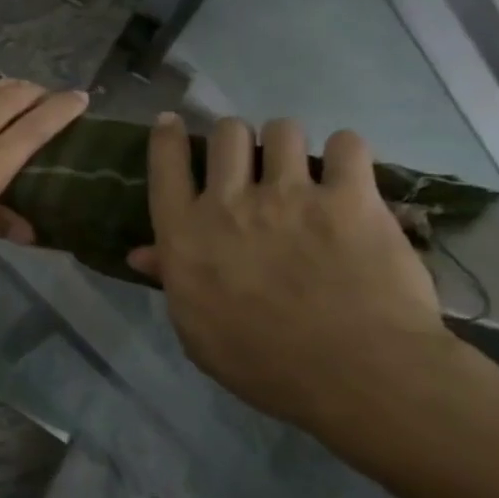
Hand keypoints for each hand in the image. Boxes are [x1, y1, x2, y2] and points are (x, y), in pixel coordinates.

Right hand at [127, 114, 453, 430]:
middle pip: (225, 133)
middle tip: (249, 162)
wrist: (355, 374)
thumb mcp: (196, 329)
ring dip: (286, 144)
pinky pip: (347, 145)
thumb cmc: (261, 362)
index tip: (172, 123)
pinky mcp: (351, 198)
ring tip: (301, 167)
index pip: (165, 164)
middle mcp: (230, 201)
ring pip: (281, 130)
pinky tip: (348, 176)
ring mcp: (291, 195)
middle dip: (234, 140)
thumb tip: (143, 254)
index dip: (167, 136)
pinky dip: (346, 155)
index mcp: (186, 232)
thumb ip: (171, 280)